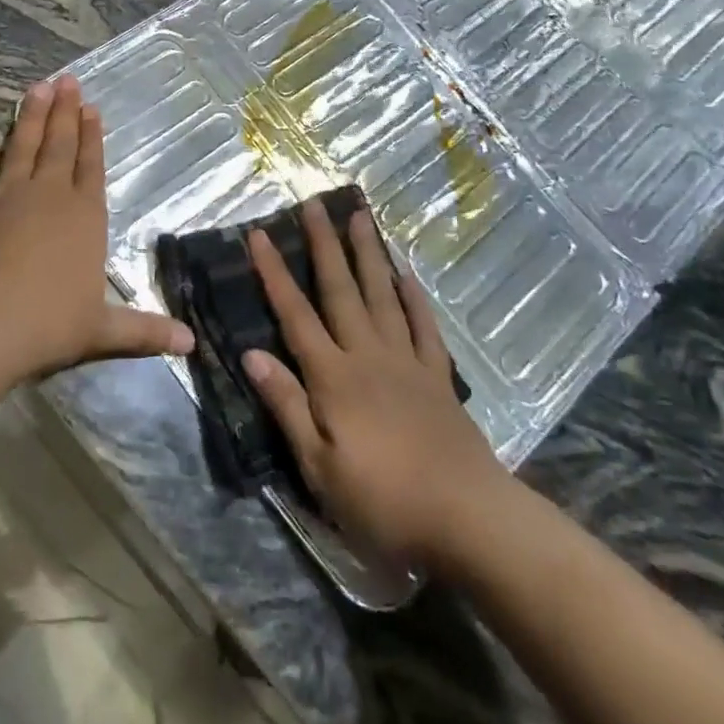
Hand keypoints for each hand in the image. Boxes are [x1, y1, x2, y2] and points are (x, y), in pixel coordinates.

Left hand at [0, 75, 193, 380]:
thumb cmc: (47, 326)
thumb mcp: (102, 332)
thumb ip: (144, 331)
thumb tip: (191, 345)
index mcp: (84, 218)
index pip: (92, 169)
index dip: (93, 138)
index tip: (92, 109)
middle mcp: (49, 194)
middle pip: (61, 146)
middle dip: (66, 112)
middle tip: (68, 79)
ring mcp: (6, 192)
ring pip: (23, 143)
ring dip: (32, 113)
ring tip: (39, 84)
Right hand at [243, 199, 516, 576]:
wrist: (471, 520)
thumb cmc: (385, 502)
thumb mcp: (320, 468)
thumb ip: (287, 405)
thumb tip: (252, 354)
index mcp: (334, 377)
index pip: (295, 314)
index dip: (274, 273)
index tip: (259, 234)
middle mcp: (367, 356)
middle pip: (341, 290)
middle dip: (324, 245)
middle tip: (316, 203)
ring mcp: (407, 363)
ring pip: (382, 296)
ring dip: (369, 255)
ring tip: (361, 217)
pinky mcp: (438, 379)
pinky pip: (424, 328)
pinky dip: (414, 298)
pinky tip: (406, 275)